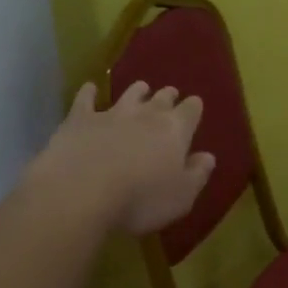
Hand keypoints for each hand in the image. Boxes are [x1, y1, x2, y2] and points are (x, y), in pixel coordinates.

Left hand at [33, 80, 215, 235]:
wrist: (81, 192)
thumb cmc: (140, 200)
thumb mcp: (181, 197)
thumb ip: (197, 175)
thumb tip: (208, 157)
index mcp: (175, 131)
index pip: (191, 111)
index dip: (194, 108)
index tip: (194, 106)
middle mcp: (145, 115)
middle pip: (162, 98)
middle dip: (168, 96)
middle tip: (170, 95)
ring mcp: (111, 114)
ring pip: (129, 94)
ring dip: (137, 90)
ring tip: (141, 88)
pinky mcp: (79, 119)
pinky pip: (86, 99)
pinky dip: (89, 92)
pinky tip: (90, 88)